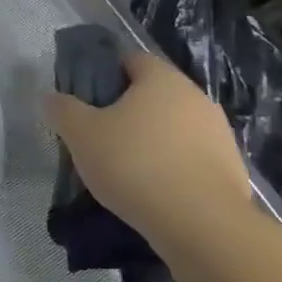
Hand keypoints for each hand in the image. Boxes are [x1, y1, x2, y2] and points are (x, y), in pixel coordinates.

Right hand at [43, 51, 253, 249]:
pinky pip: (191, 156)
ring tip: (126, 168)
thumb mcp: (81, 135)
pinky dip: (172, 166)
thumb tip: (50, 97)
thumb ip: (62, 110)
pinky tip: (154, 190)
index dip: (105, 74)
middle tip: (100, 136)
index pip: (130, 59)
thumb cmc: (134, 164)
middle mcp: (195, 96)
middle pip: (153, 94)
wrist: (201, 222)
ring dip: (152, 139)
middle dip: (128, 110)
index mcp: (160, 78)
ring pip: (174, 126)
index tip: (86, 99)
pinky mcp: (230, 166)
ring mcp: (218, 131)